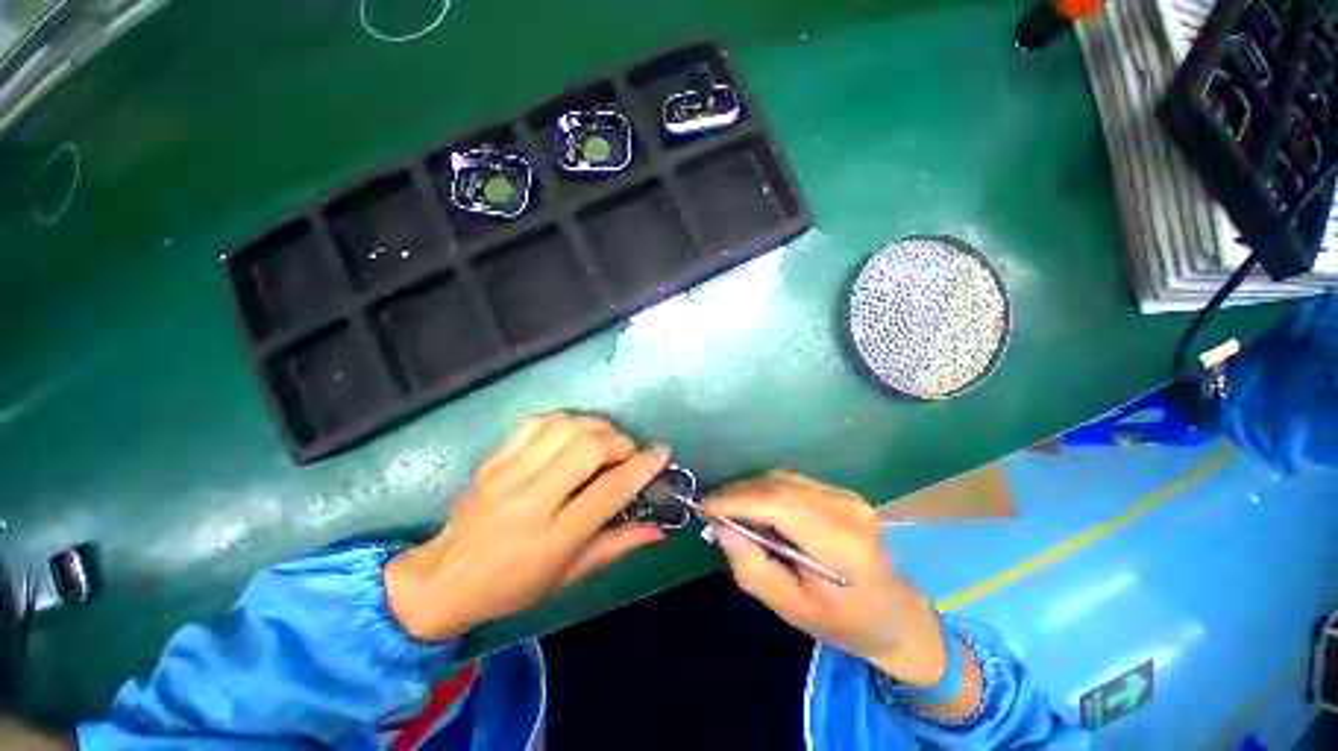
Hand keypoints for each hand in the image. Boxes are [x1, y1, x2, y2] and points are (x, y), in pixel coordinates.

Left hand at [385, 414, 669, 640]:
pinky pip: (536, 423)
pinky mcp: (493, 460)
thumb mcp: (568, 576)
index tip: (661, 453)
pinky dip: (565, 420)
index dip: (642, 467)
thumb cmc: (513, 586)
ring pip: (564, 428)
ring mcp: (507, 475)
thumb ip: (616, 546)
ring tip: (606, 439)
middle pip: (587, 449)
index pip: (608, 491)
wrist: (444, 579)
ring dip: (596, 426)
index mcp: (552, 539)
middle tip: (629, 451)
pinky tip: (573, 432)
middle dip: (620, 442)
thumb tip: (658, 528)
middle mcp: (530, 501)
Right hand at [706, 471, 947, 687]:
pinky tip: (758, 508)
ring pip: (783, 479)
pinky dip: (768, 490)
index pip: (779, 504)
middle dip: (739, 492)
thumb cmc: (843, 623)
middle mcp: (846, 509)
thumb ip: (752, 566)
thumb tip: (719, 526)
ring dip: (751, 489)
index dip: (737, 500)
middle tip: (713, 509)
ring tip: (730, 509)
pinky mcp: (843, 493)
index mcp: (841, 544)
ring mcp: (847, 496)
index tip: (705, 506)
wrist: (896, 617)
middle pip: (779, 485)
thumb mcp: (791, 608)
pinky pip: (794, 482)